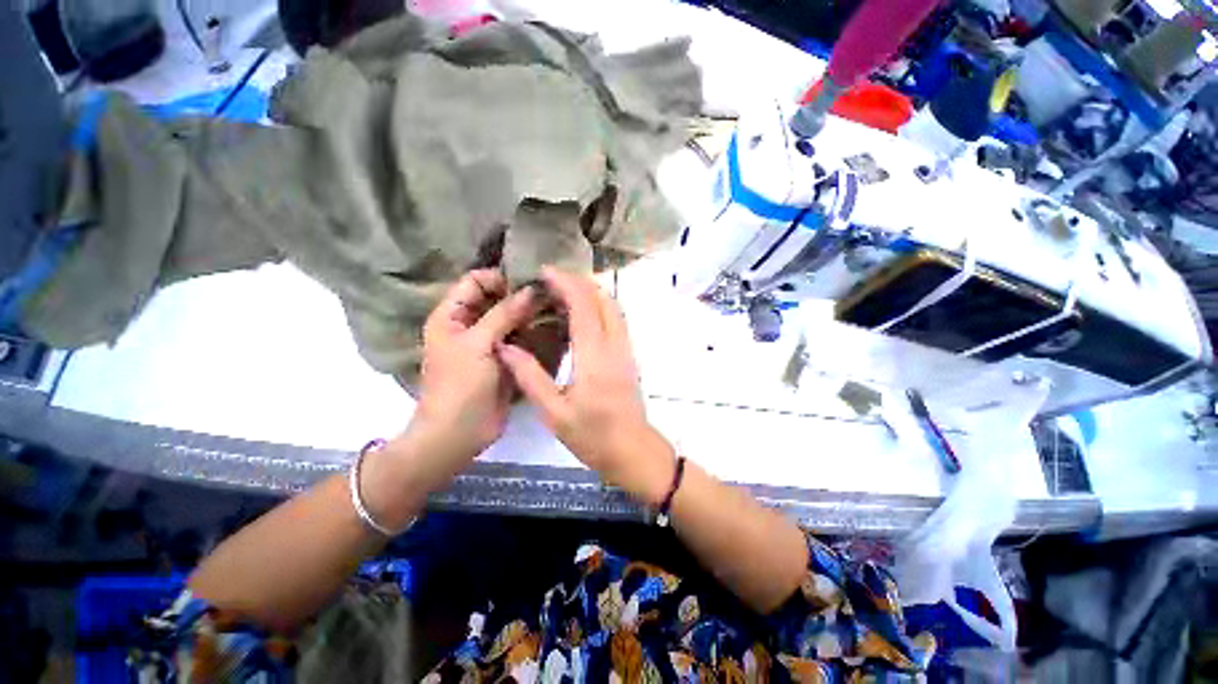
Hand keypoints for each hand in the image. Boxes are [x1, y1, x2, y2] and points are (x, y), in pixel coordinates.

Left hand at [412, 269, 536, 458]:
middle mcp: (469, 325)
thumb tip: (531, 290)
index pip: (475, 281)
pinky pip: (520, 338)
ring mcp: (489, 343)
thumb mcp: (478, 344)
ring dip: (530, 314)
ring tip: (555, 308)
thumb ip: (504, 314)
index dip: (499, 278)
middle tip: (549, 295)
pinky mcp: (505, 359)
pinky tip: (553, 328)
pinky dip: (534, 332)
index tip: (528, 282)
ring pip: (511, 319)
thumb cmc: (460, 384)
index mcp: (451, 315)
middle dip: (520, 295)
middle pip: (496, 299)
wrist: (459, 432)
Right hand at [497, 267, 676, 505]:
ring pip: (613, 306)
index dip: (565, 283)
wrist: (632, 450)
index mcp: (595, 357)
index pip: (583, 306)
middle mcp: (615, 345)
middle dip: (578, 281)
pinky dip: (599, 306)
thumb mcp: (554, 412)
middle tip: (550, 280)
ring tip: (563, 291)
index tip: (544, 272)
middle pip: (602, 298)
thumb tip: (506, 347)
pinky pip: (616, 319)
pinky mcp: (628, 355)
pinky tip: (581, 314)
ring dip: (591, 291)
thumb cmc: (592, 436)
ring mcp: (626, 349)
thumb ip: (530, 377)